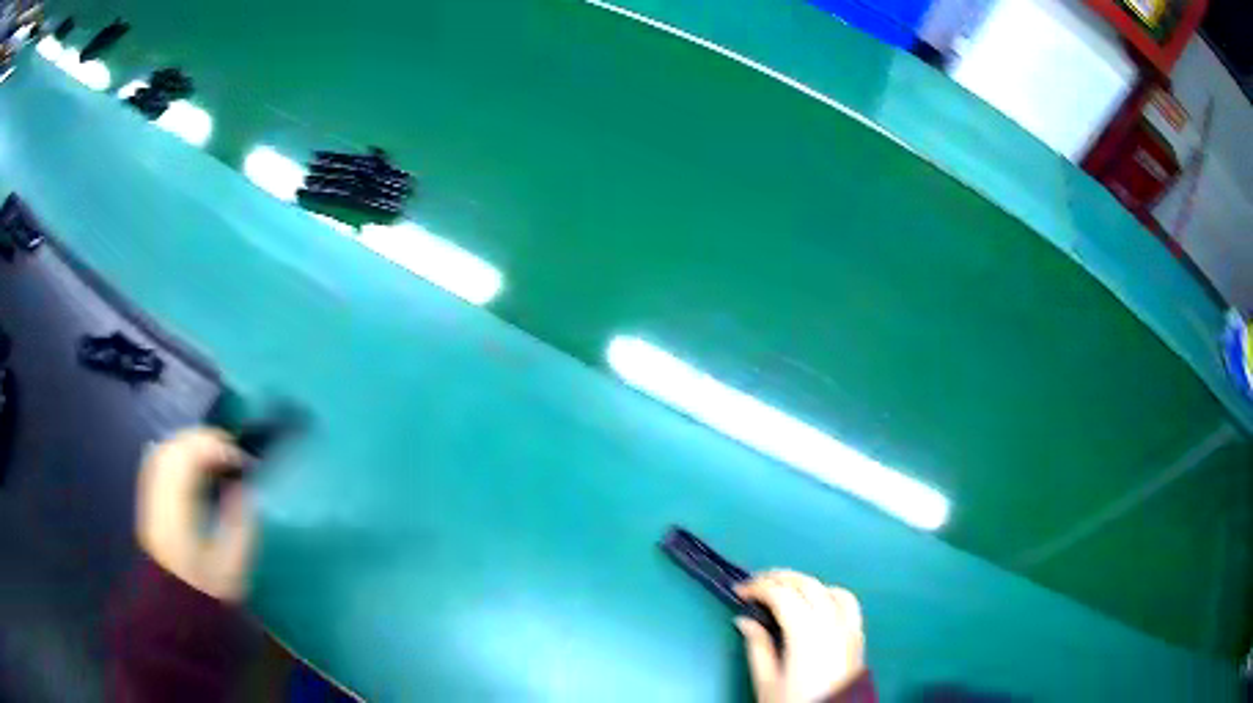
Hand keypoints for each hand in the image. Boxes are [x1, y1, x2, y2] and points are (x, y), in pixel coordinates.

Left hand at [135, 428, 255, 601]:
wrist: (176, 608)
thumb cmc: (208, 590)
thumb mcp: (231, 566)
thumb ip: (240, 525)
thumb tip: (248, 487)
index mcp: (177, 510)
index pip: (190, 459)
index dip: (217, 449)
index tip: (243, 461)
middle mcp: (158, 495)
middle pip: (175, 447)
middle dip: (204, 440)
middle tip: (231, 452)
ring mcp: (150, 496)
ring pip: (164, 449)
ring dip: (190, 444)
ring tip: (215, 454)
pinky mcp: (149, 500)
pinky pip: (158, 460)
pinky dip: (177, 453)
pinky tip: (192, 463)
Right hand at [735, 570, 865, 702]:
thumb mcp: (766, 681)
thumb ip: (757, 646)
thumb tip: (745, 621)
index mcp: (805, 633)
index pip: (781, 595)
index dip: (758, 587)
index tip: (739, 592)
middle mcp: (831, 623)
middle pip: (807, 584)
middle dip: (780, 578)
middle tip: (756, 583)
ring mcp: (849, 628)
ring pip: (829, 589)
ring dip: (806, 583)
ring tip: (785, 589)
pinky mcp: (858, 636)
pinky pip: (848, 603)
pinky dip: (830, 594)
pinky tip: (817, 602)